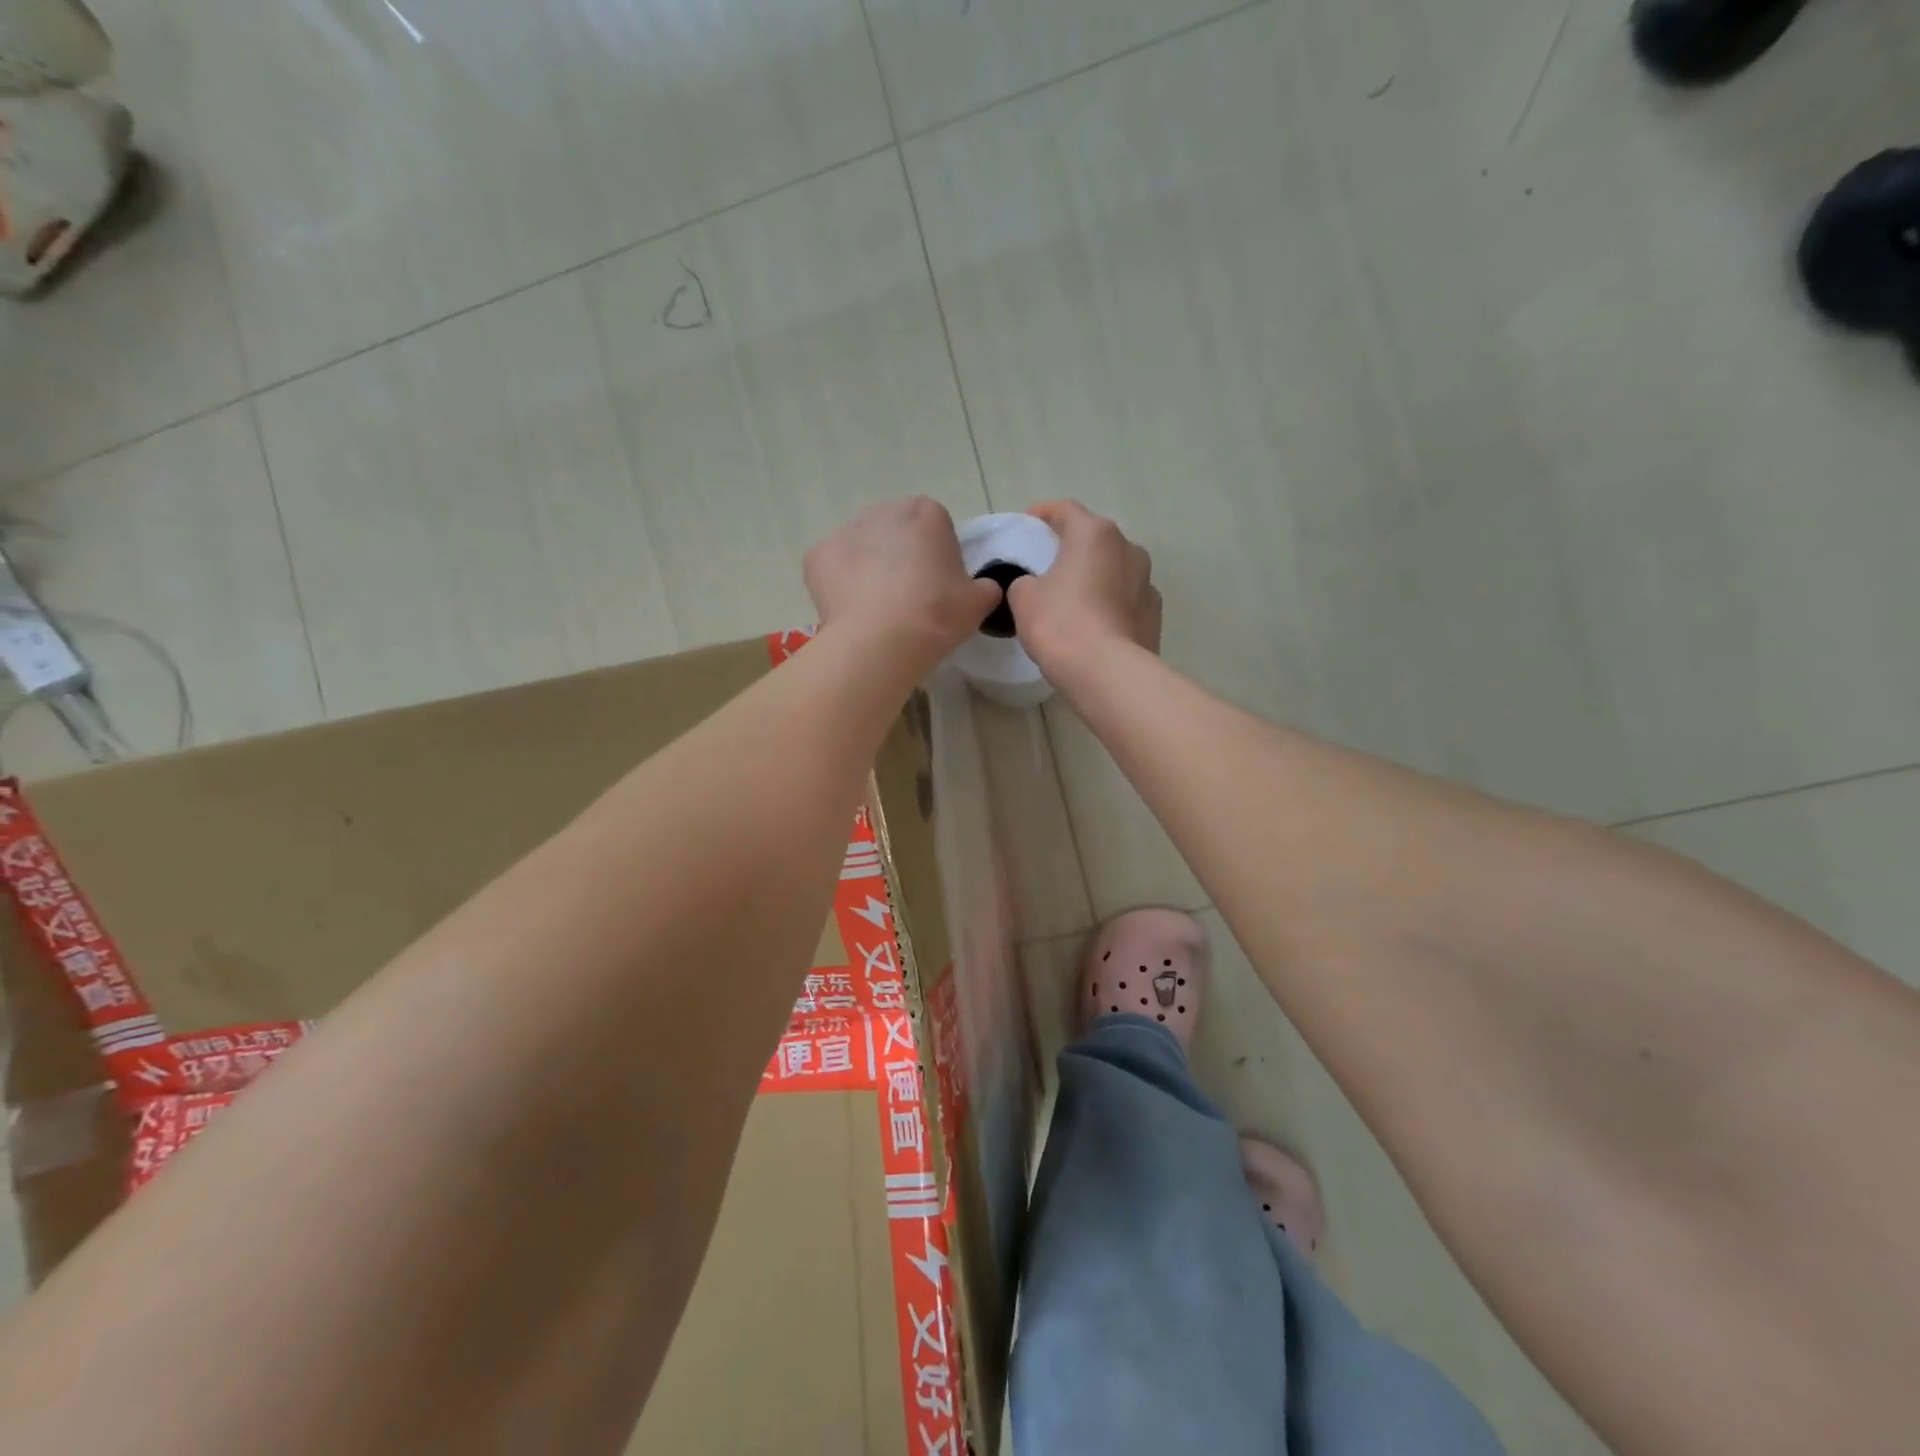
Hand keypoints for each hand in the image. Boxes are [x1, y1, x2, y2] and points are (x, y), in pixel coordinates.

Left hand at [805, 498, 1000, 672]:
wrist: (881, 641)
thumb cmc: (937, 615)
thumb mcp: (979, 603)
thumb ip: (985, 588)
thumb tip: (982, 588)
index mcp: (927, 513)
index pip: (935, 527)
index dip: (937, 557)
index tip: (938, 588)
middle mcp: (884, 511)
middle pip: (895, 532)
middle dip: (900, 557)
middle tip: (908, 599)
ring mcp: (846, 531)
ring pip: (862, 548)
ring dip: (869, 569)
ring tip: (877, 610)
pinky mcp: (817, 556)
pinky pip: (832, 568)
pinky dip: (839, 586)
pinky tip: (852, 612)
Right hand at [1008, 501, 1160, 677]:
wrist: (1106, 672)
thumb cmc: (1060, 623)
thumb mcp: (1024, 598)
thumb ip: (1025, 582)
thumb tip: (1036, 586)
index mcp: (1094, 534)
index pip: (1065, 510)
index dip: (1042, 514)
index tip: (1026, 526)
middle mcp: (1128, 549)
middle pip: (1094, 540)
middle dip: (1072, 549)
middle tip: (1048, 567)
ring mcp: (1148, 583)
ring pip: (1114, 571)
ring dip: (1095, 578)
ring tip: (1073, 601)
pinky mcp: (1154, 615)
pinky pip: (1126, 601)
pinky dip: (1109, 606)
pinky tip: (1094, 627)